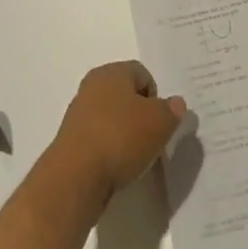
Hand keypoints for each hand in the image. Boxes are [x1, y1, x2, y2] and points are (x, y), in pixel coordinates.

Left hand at [47, 61, 186, 208]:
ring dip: (124, 134)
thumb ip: (172, 110)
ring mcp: (79, 113)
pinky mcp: (71, 140)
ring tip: (134, 157)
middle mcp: (92, 85)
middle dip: (140, 115)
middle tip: (151, 139)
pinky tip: (115, 167)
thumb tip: (176, 104)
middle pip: (125, 95)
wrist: (76, 176)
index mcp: (111, 72)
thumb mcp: (159, 122)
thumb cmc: (120, 138)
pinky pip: (99, 138)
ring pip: (111, 117)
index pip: (142, 73)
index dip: (156, 96)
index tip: (160, 122)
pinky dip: (109, 149)